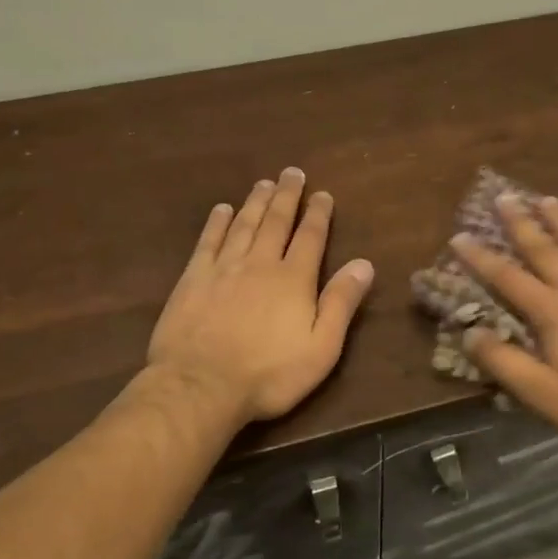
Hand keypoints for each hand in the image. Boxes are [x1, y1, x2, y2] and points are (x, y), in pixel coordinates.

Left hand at [148, 168, 374, 426]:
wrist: (200, 385)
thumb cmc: (268, 374)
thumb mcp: (321, 348)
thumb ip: (341, 303)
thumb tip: (364, 264)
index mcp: (294, 279)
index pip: (310, 237)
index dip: (318, 213)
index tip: (322, 194)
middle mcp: (260, 263)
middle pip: (276, 221)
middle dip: (287, 196)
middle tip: (292, 172)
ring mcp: (224, 268)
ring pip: (244, 225)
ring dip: (256, 202)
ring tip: (264, 183)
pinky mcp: (193, 279)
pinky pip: (208, 241)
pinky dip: (217, 223)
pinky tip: (222, 210)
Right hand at [453, 194, 557, 454]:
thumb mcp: (546, 396)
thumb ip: (506, 363)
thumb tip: (468, 333)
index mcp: (553, 313)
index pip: (507, 278)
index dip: (481, 258)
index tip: (459, 236)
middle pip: (544, 249)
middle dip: (520, 223)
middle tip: (503, 197)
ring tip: (545, 199)